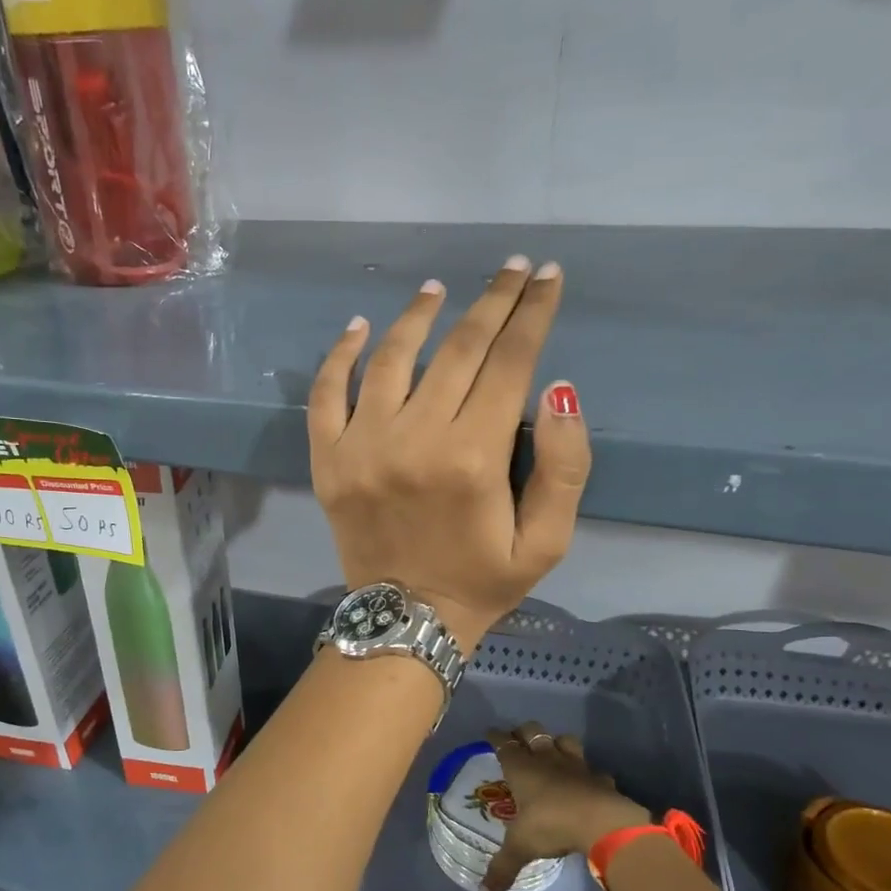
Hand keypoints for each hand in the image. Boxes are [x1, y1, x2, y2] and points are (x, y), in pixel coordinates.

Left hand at [308, 256, 590, 650]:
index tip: (547, 277)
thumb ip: (564, 468)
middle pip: (458, 349)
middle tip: (512, 268)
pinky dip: (341, 355)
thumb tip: (558, 389)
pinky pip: (326, 393)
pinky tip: (360, 327)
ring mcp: (361, 446)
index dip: (532, 314)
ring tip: (439, 290)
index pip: (509, 363)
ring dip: (419, 315)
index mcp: (473, 458)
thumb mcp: (547, 542)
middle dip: (492, 301)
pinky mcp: (326, 459)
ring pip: (392, 358)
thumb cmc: (481, 582)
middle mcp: (414, 439)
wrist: (404, 622)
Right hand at [479, 723, 648, 890]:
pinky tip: (588, 782)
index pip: (504, 743)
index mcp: (522, 768)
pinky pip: (593, 770)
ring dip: (557, 743)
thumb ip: (502, 870)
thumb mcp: (521, 848)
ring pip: (564, 740)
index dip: (496, 737)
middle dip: (524, 733)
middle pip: (533, 732)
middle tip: (519, 741)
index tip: (490, 733)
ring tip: (553, 751)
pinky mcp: (600, 777)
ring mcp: (576, 765)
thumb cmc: (552, 825)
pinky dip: (589, 773)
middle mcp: (547, 759)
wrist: (602, 823)